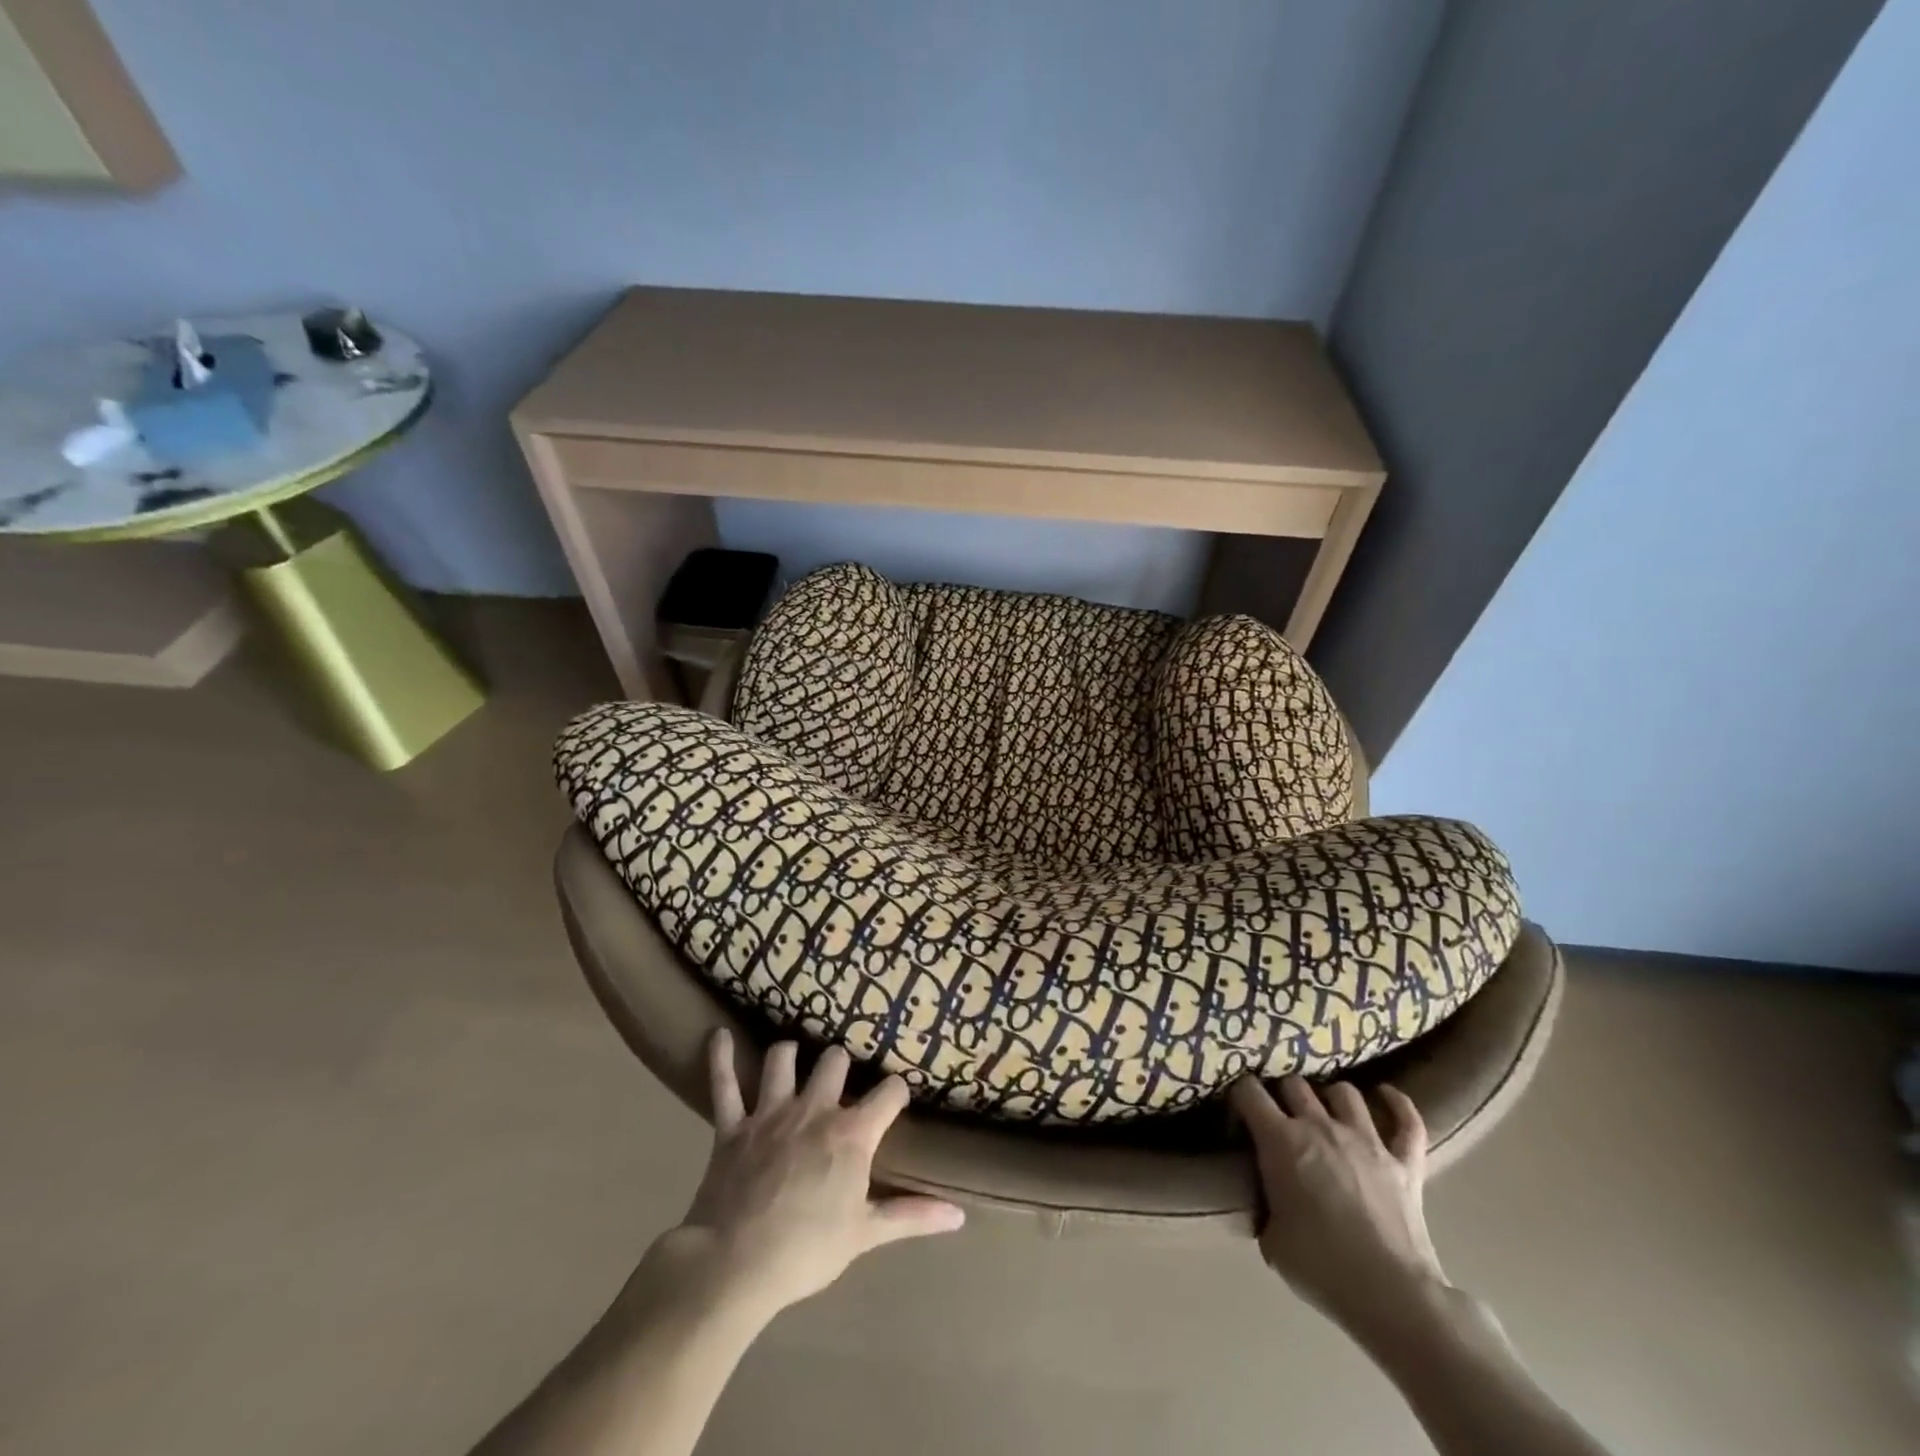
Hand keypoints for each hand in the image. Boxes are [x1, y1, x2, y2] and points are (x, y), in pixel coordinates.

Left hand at [666, 1031, 964, 1321]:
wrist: (734, 1266)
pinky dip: (721, 1058)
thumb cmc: (807, 1251)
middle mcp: (814, 1109)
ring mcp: (770, 1112)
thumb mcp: (865, 1235)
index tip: (896, 1098)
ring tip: (793, 1058)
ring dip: (789, 1055)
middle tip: (841, 1080)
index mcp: (851, 1133)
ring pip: (783, 1058)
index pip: (890, 1092)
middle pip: (835, 1060)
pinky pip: (724, 1083)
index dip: (896, 1092)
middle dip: (841, 1065)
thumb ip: (912, 1217)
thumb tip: (960, 1216)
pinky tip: (719, 1035)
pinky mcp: (732, 1126)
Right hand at [1230, 1074, 1447, 1345]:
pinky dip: (1398, 1105)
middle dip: (1283, 1094)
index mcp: (1281, 1140)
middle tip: (1280, 1114)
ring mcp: (1367, 1140)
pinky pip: (1407, 1121)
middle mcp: (1320, 1126)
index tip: (1239, 1109)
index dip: (1240, 1094)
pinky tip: (1386, 1096)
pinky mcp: (1405, 1162)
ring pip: (1345, 1092)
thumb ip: (1265, 1206)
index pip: (1249, 1092)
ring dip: (1331, 1097)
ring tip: (1327, 1110)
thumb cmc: (1321, 1267)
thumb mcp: (1271, 1240)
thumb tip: (1267, 1200)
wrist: (1391, 1296)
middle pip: (1295, 1084)